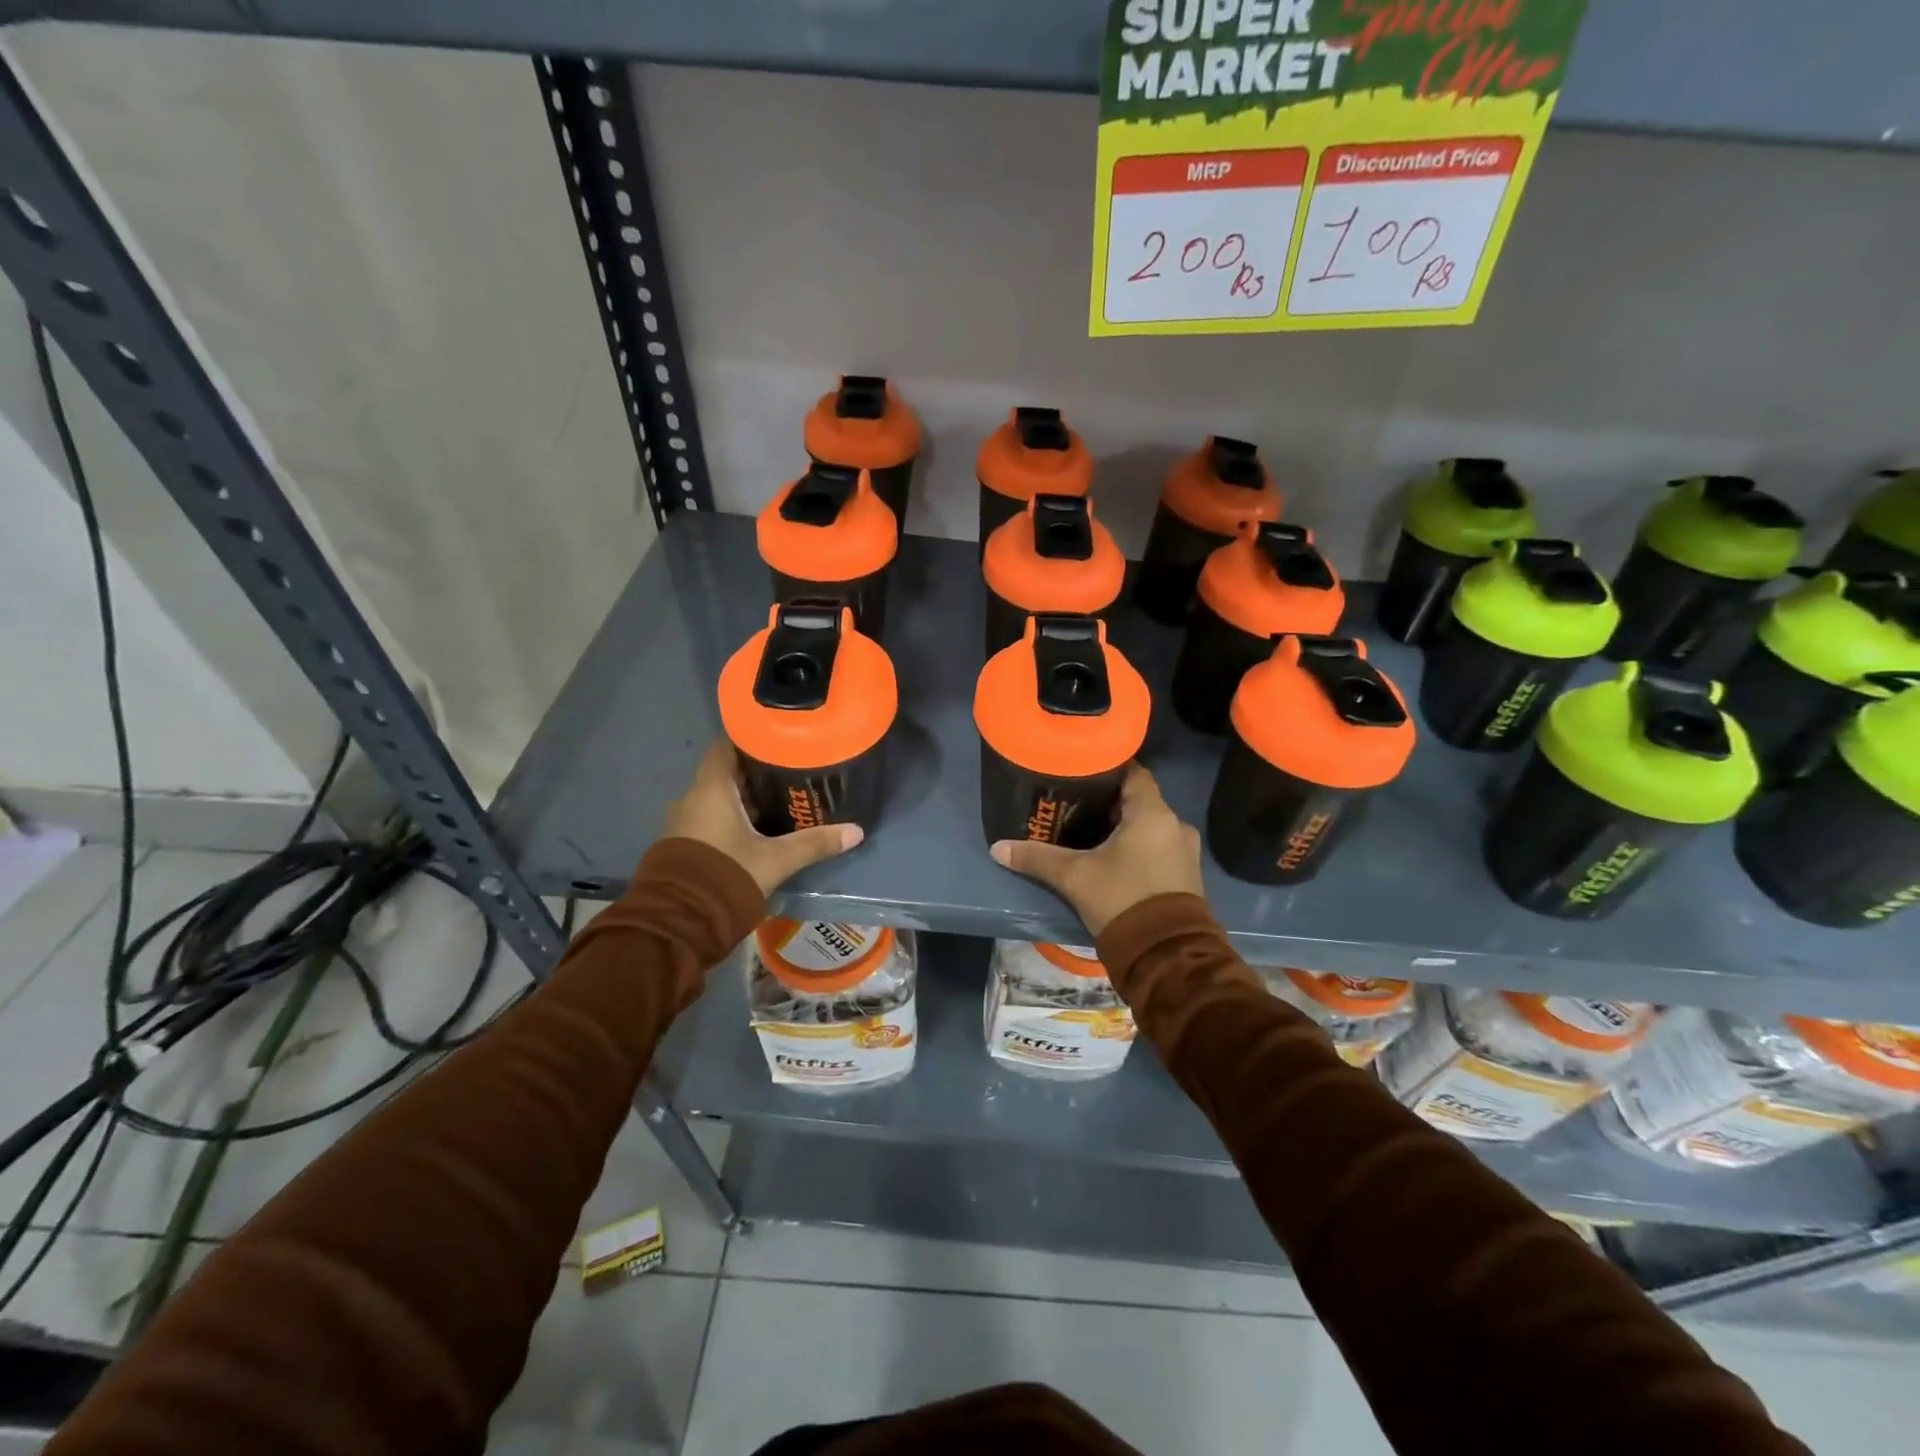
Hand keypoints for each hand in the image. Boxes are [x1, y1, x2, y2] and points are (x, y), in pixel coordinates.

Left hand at [662, 742, 863, 895]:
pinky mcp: (680, 845)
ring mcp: (682, 822)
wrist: (678, 922)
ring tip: (778, 803)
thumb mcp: (776, 860)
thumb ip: (814, 844)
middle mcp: (691, 798)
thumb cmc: (726, 876)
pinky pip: (708, 819)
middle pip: (725, 773)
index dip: (749, 740)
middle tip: (789, 774)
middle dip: (755, 773)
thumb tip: (856, 832)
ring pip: (717, 799)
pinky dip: (730, 819)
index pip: (725, 746)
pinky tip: (756, 831)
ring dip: (743, 800)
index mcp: (711, 789)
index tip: (777, 741)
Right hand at [990, 763, 1203, 936]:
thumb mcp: (1074, 877)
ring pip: (1151, 825)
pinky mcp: (1188, 875)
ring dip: (1127, 826)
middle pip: (1140, 799)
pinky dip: (1140, 846)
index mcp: (1152, 813)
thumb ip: (1037, 858)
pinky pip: (1160, 847)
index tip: (1083, 771)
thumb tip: (998, 848)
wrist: (1166, 955)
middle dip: (1111, 801)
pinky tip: (1116, 858)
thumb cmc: (1121, 899)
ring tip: (1093, 831)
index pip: (1134, 772)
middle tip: (1077, 803)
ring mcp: (1186, 851)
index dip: (1108, 768)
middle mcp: (1175, 824)